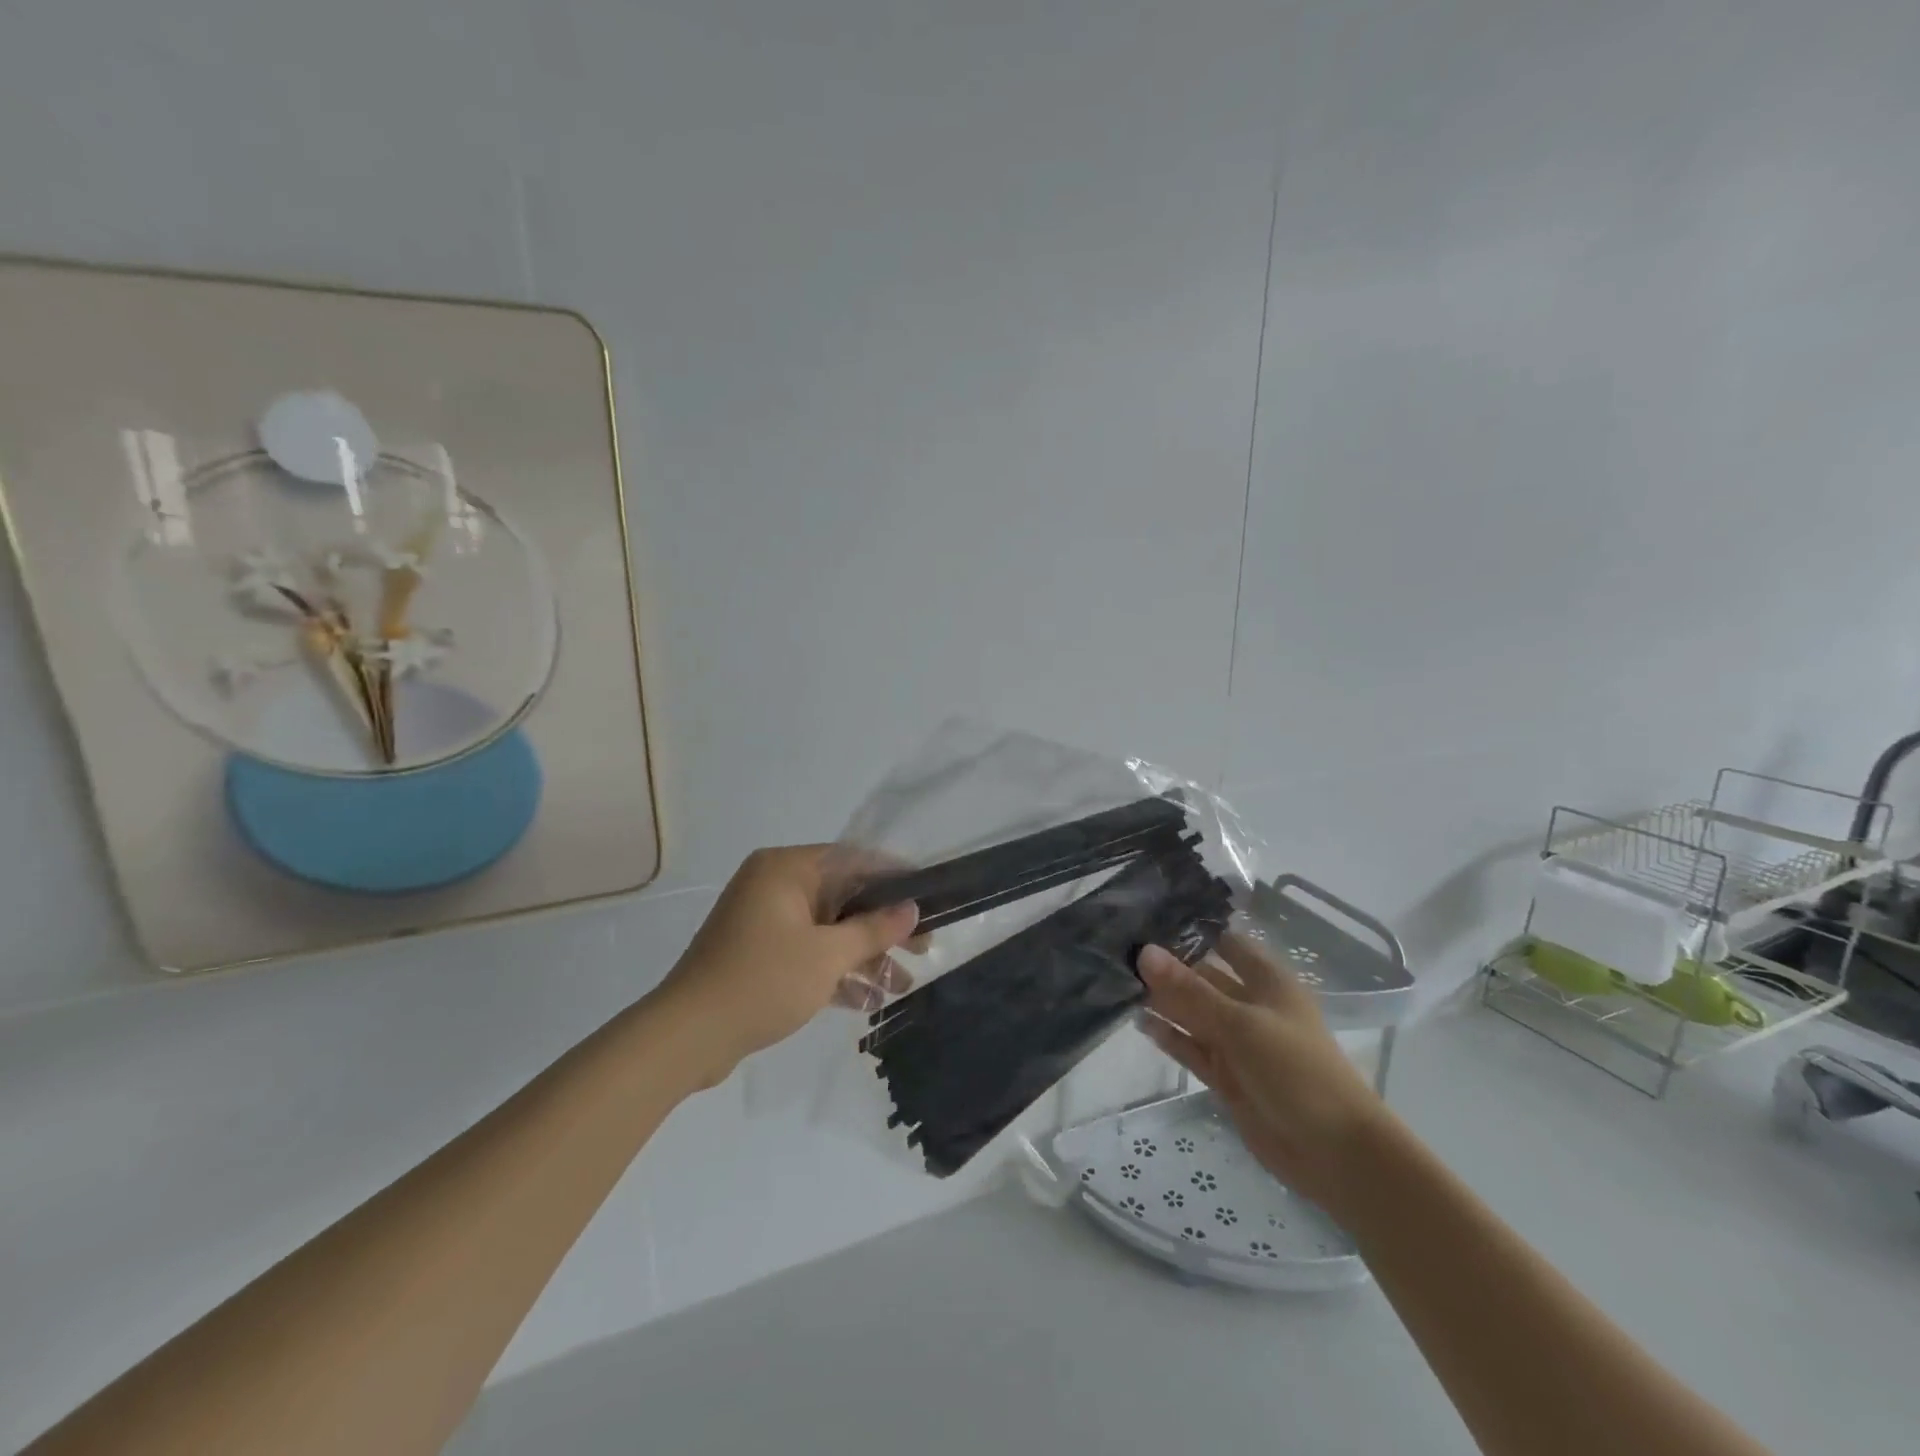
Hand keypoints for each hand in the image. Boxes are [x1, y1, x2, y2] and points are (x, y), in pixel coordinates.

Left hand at [656, 846, 920, 1084]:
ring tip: (901, 986)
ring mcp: (764, 921)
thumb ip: (874, 929)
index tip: (929, 896)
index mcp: (786, 868)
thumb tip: (912, 908)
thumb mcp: (827, 955)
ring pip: (827, 928)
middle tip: (924, 949)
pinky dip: (835, 971)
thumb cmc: (762, 980)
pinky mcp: (759, 954)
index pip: (852, 859)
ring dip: (864, 956)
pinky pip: (808, 952)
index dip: (894, 877)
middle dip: (883, 927)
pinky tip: (868, 1001)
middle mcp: (774, 885)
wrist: (687, 1036)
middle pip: (843, 896)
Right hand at [1138, 933, 1389, 1212]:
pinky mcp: (1227, 1076)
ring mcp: (1238, 1043)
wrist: (1334, 1153)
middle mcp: (1251, 1006)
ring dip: (1164, 1001)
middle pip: (1205, 978)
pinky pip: (1192, 1048)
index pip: (1227, 943)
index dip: (1193, 930)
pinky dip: (1169, 1036)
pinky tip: (1139, 1022)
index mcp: (1268, 982)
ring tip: (1119, 982)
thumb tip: (1144, 951)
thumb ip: (1190, 990)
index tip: (1147, 917)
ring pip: (1194, 1014)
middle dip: (1168, 967)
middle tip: (1119, 950)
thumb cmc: (1296, 1071)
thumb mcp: (1241, 1024)